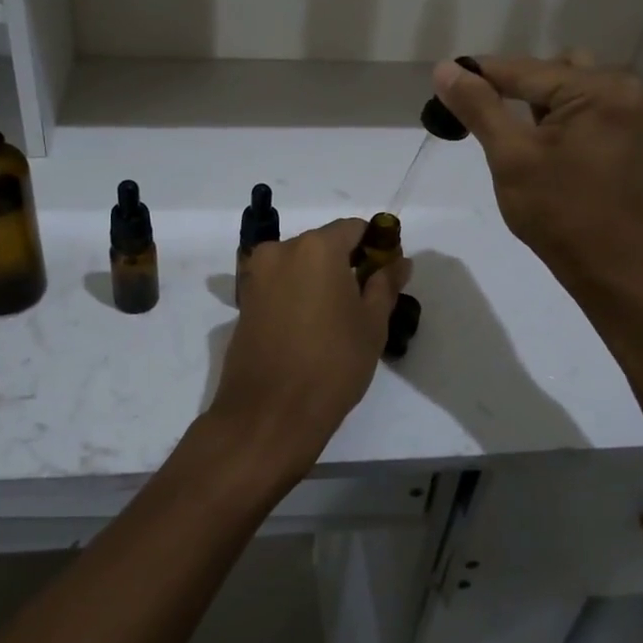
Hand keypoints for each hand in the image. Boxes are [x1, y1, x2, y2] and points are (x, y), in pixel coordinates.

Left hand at [204, 219, 410, 492]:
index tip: (386, 272)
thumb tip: (399, 261)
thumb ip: (386, 284)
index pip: (353, 228)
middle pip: (323, 244)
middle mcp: (280, 250)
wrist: (269, 413)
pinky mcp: (243, 301)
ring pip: (299, 265)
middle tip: (365, 299)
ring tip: (337, 318)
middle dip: (345, 263)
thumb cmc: (332, 364)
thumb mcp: (372, 324)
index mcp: (316, 247)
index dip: (375, 245)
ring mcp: (256, 275)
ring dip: (319, 280)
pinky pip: (279, 284)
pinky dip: (297, 294)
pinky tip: (311, 326)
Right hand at [431, 56, 642, 302]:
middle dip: (509, 87)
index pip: (524, 69)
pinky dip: (552, 115)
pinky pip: (580, 106)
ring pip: (564, 86)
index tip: (441, 82)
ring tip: (503, 129)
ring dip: (531, 100)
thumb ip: (478, 107)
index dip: (479, 75)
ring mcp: (628, 110)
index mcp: (599, 88)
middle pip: (548, 70)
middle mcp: (621, 87)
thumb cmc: (558, 212)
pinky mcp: (624, 131)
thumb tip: (444, 69)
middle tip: (475, 114)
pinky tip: (532, 139)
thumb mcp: (510, 156)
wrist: (609, 266)